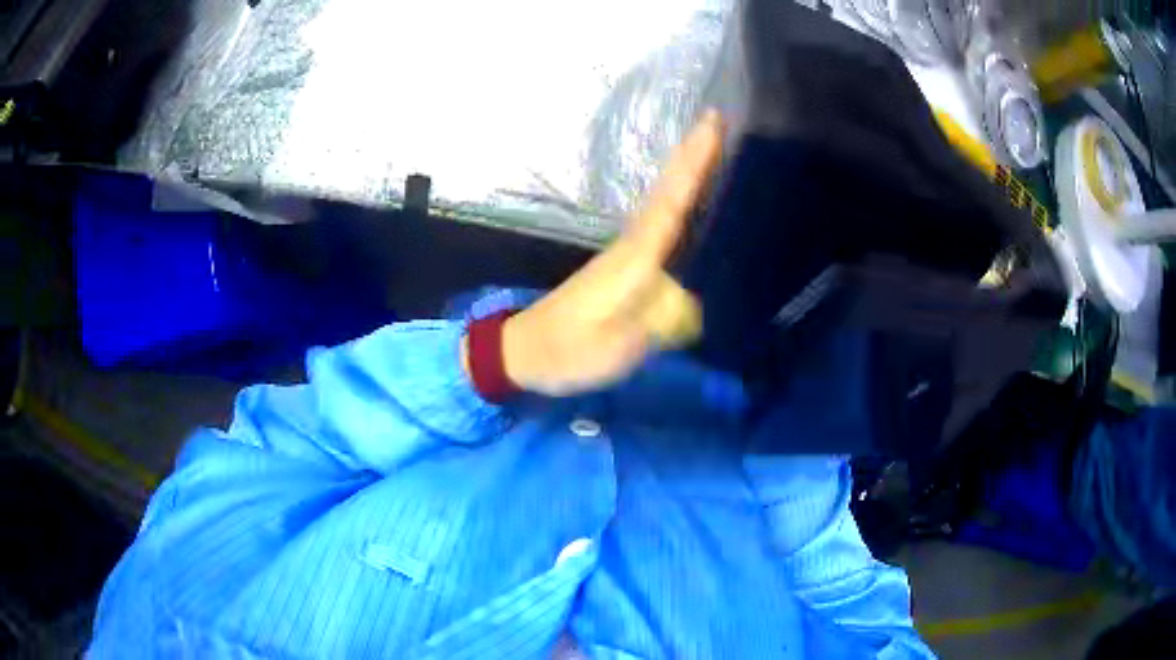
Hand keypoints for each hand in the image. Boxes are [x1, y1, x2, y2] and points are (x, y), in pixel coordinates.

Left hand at [494, 110, 724, 396]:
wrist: (527, 351)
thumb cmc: (568, 350)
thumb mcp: (614, 347)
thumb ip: (655, 322)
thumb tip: (697, 299)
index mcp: (635, 257)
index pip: (672, 201)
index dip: (693, 162)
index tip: (712, 122)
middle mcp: (633, 245)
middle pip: (669, 191)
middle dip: (694, 154)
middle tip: (719, 119)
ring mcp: (628, 253)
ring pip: (666, 202)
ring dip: (689, 172)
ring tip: (720, 149)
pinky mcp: (626, 266)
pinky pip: (662, 223)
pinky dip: (680, 201)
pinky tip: (695, 202)